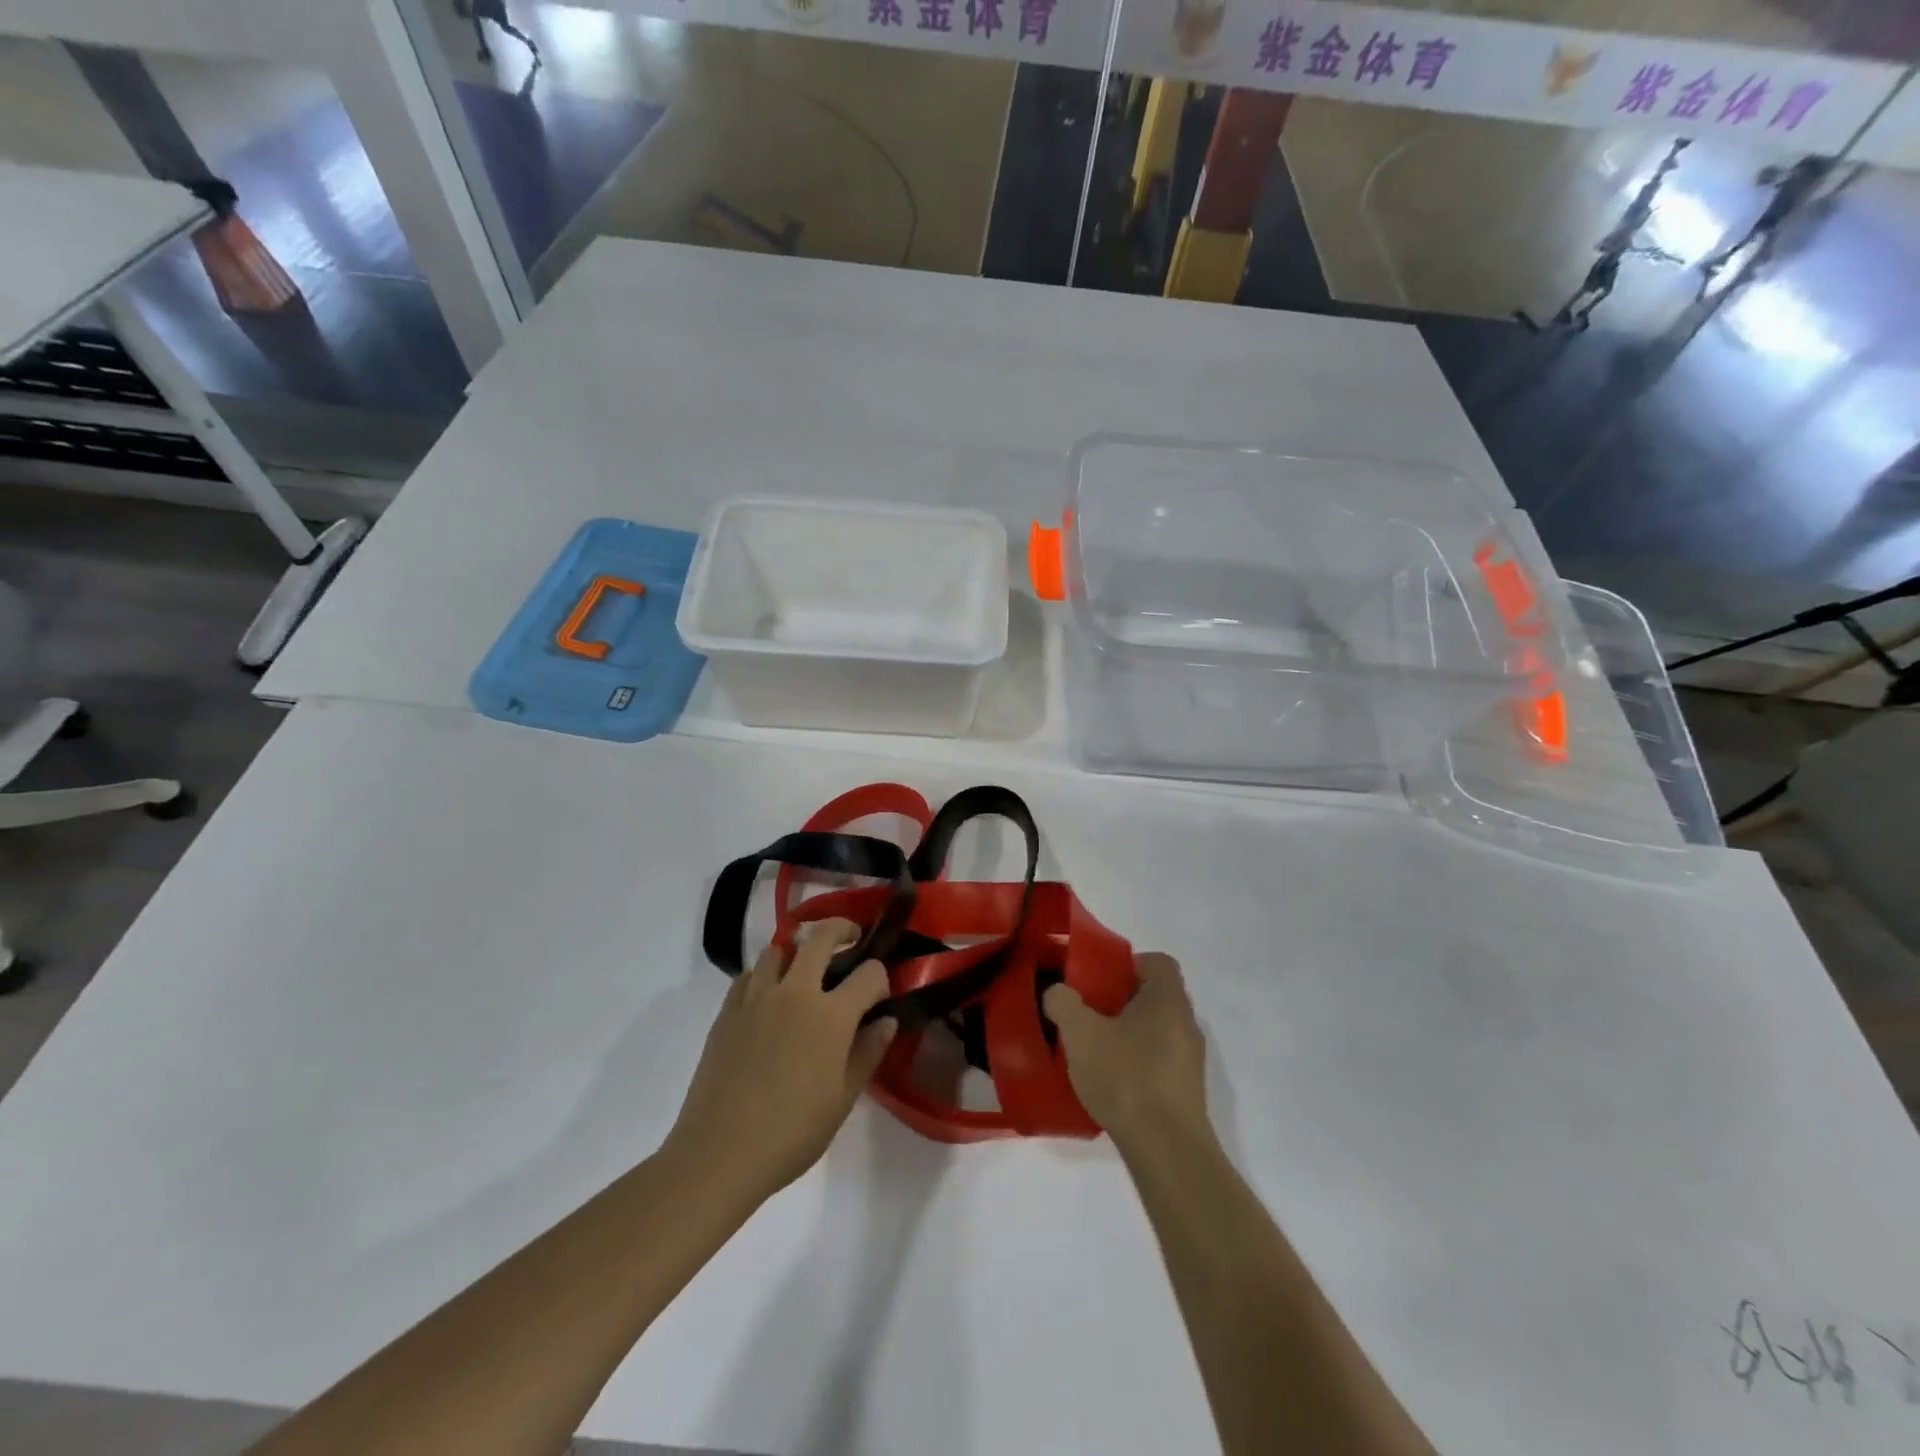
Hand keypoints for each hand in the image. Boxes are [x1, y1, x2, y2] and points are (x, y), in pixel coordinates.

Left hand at [665, 919, 896, 1204]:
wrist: (721, 1153)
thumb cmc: (793, 1132)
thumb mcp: (843, 1098)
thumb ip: (869, 1052)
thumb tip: (887, 1021)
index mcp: (831, 1014)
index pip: (869, 974)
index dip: (881, 977)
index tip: (880, 993)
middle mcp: (796, 992)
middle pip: (821, 937)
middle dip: (842, 931)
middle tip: (851, 940)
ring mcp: (757, 997)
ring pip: (779, 949)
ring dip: (797, 951)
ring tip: (804, 972)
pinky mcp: (727, 1011)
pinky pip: (749, 975)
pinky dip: (764, 975)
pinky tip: (768, 999)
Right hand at [1044, 953, 1209, 1152]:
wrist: (1167, 1150)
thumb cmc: (1126, 1076)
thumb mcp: (1080, 1033)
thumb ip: (1063, 1002)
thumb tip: (1058, 993)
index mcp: (1168, 999)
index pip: (1158, 962)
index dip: (1128, 964)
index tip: (1099, 980)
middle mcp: (1187, 1024)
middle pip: (1155, 997)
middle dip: (1122, 1001)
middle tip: (1090, 1014)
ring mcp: (1191, 1061)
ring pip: (1157, 1031)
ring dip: (1129, 1035)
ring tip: (1096, 1051)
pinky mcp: (1187, 1093)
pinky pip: (1160, 1063)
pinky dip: (1138, 1064)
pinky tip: (1112, 1084)